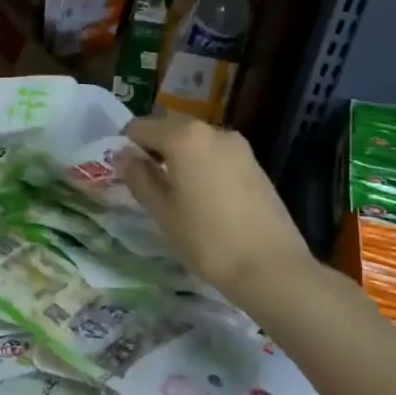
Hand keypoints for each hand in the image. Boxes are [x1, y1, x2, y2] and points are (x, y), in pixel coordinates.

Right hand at [120, 115, 312, 294]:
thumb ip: (139, 177)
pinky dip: (202, 165)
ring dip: (179, 157)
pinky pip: (216, 153)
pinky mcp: (254, 163)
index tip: (126, 173)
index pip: (140, 127)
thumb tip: (123, 156)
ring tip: (177, 193)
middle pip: (170, 128)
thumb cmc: (207, 239)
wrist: (271, 267)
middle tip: (148, 184)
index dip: (127, 147)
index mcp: (183, 137)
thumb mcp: (162, 211)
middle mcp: (211, 131)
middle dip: (154, 149)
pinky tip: (204, 197)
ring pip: (195, 141)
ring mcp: (237, 145)